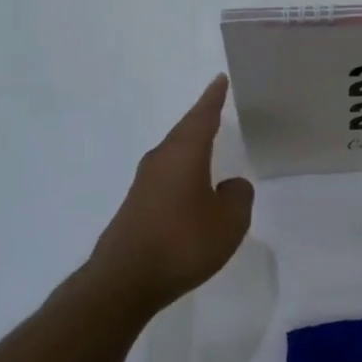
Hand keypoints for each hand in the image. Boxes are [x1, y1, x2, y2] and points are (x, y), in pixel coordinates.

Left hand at [88, 75, 254, 312]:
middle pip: (184, 132)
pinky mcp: (136, 207)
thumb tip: (230, 186)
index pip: (202, 116)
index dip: (213, 98)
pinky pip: (166, 178)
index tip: (219, 79)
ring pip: (173, 155)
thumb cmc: (182, 243)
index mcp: (184, 153)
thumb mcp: (229, 221)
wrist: (124, 281)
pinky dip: (182, 173)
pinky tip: (191, 189)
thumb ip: (238, 197)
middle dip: (201, 120)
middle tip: (217, 108)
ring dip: (191, 148)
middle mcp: (160, 160)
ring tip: (208, 145)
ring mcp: (144, 184)